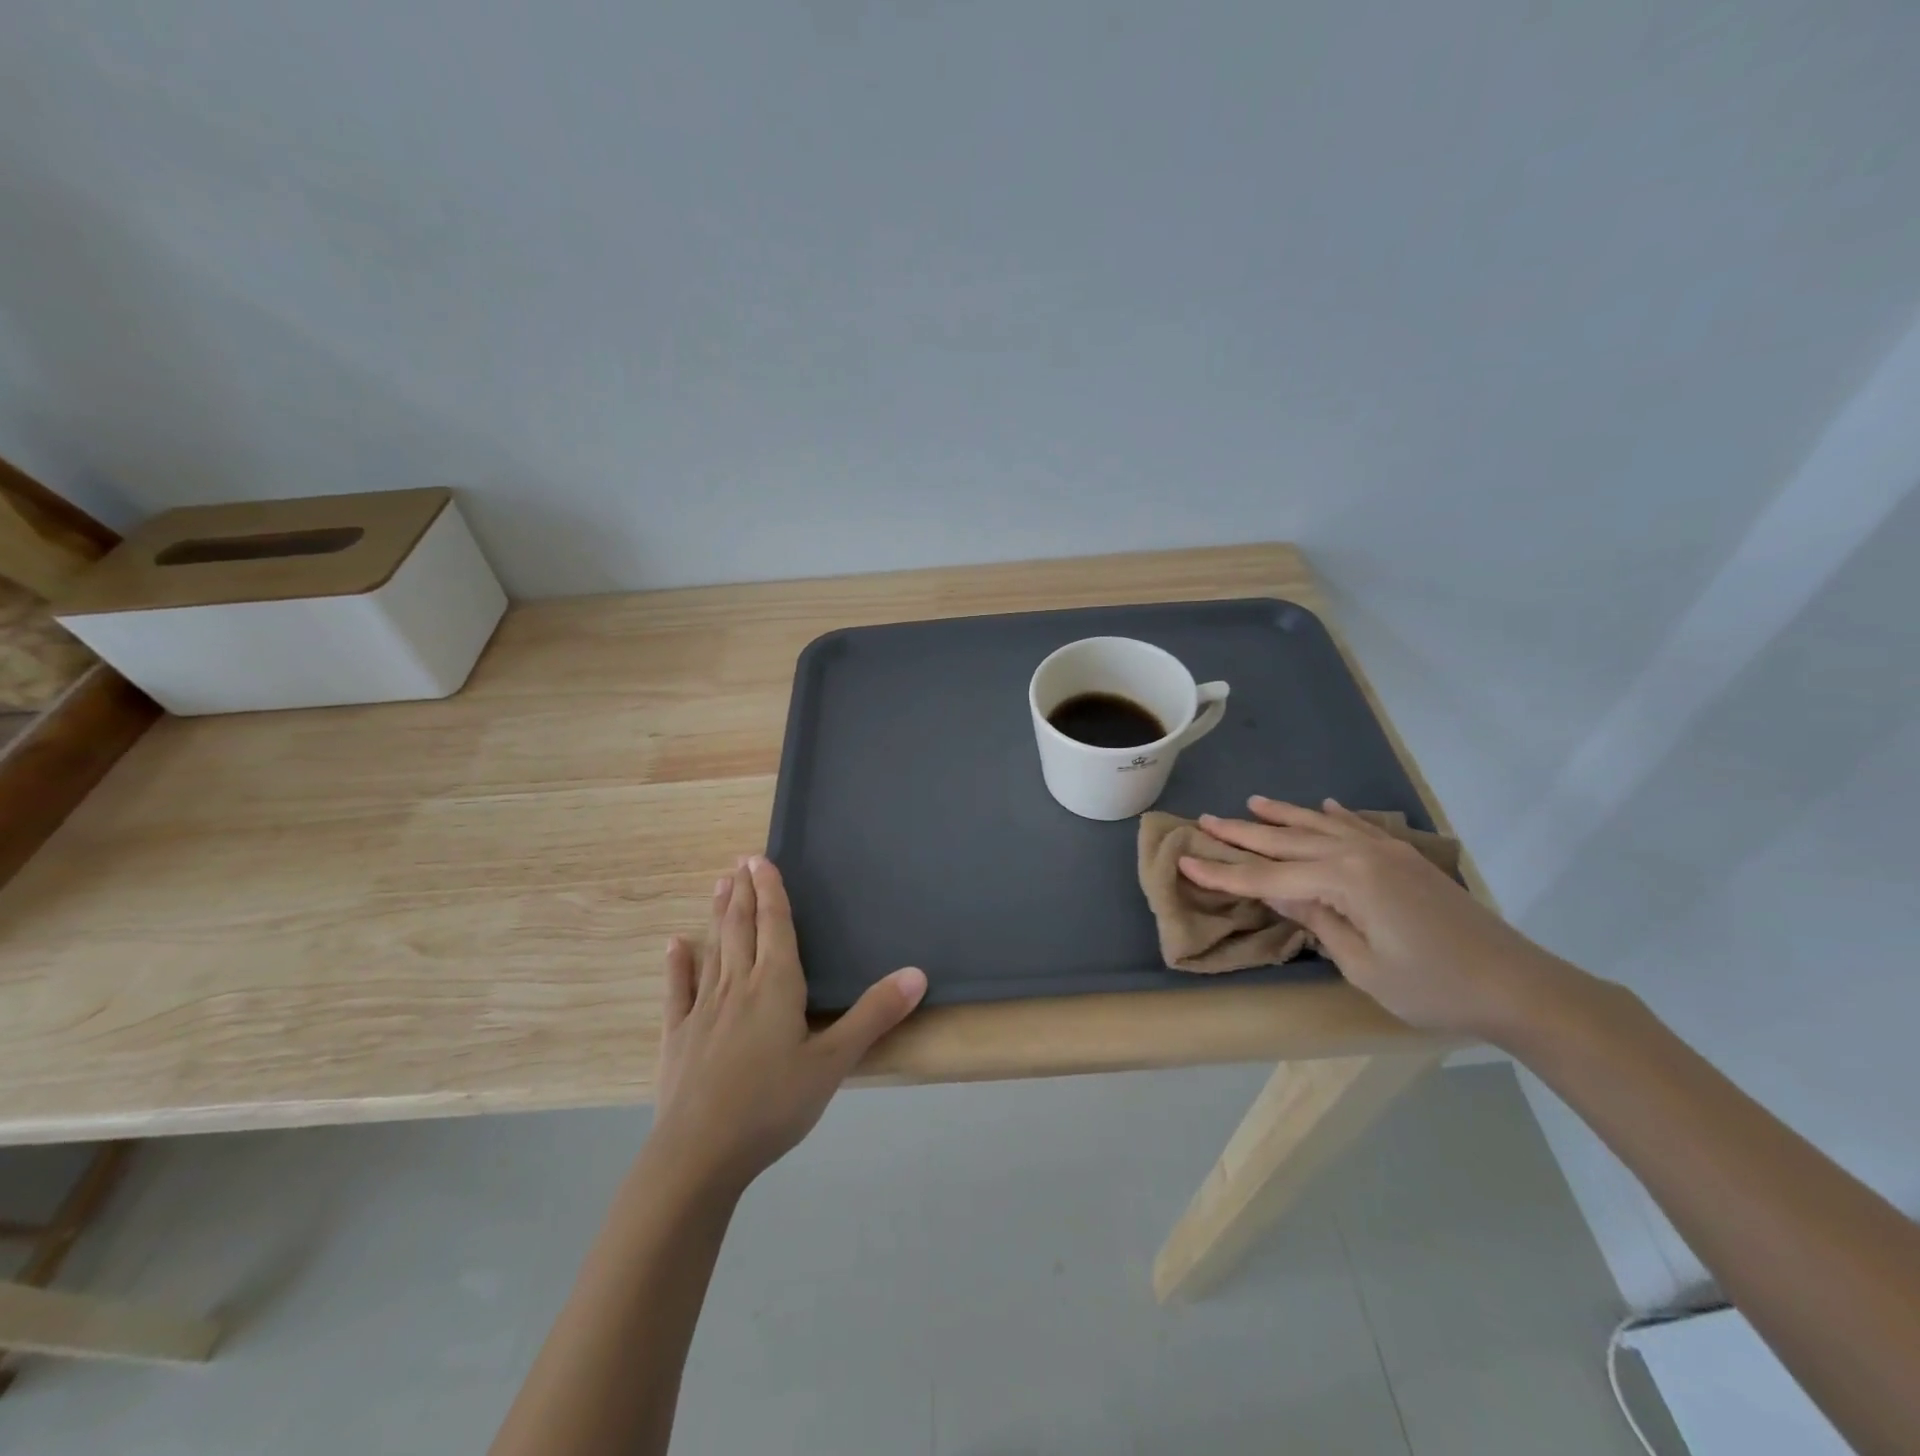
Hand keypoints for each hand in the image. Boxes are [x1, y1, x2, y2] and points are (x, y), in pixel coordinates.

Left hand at [652, 856, 926, 1194]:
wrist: (699, 1155)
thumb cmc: (773, 1104)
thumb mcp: (834, 1062)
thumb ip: (874, 1015)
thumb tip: (917, 973)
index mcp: (776, 985)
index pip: (775, 925)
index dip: (771, 891)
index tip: (760, 859)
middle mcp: (738, 986)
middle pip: (742, 928)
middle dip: (744, 893)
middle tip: (740, 861)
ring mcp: (703, 1010)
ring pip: (714, 950)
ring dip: (718, 915)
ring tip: (719, 885)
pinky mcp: (678, 1037)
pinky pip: (679, 991)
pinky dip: (678, 965)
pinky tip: (676, 945)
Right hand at [1177, 798, 1579, 1043]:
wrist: (1518, 985)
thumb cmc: (1433, 987)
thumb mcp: (1362, 965)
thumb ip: (1317, 921)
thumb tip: (1280, 891)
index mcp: (1344, 880)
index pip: (1268, 877)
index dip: (1224, 873)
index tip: (1184, 861)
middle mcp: (1360, 854)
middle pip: (1289, 842)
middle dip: (1244, 834)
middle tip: (1205, 821)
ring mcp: (1386, 852)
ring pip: (1321, 827)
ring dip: (1283, 816)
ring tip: (1251, 803)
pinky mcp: (1406, 859)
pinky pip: (1359, 827)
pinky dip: (1335, 816)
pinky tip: (1322, 806)